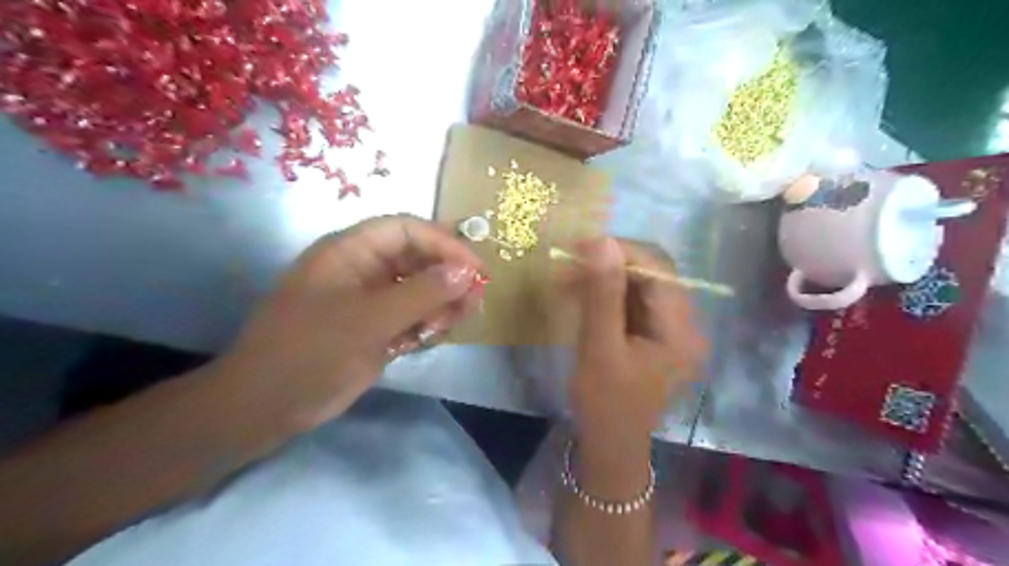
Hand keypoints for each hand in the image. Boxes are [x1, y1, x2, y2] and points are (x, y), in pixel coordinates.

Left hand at [211, 216, 483, 431]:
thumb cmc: (312, 352)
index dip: (444, 243)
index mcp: (351, 252)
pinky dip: (429, 322)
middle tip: (475, 298)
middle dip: (448, 276)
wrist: (268, 407)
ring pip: (420, 289)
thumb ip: (422, 294)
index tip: (475, 269)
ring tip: (461, 317)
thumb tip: (467, 272)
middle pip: (418, 258)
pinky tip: (438, 333)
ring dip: (443, 301)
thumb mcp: (370, 320)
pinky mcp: (377, 328)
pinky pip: (413, 315)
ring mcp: (371, 300)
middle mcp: (364, 270)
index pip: (406, 230)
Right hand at [566, 235, 706, 454]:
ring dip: (604, 278)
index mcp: (680, 329)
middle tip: (569, 263)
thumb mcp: (600, 348)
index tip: (580, 247)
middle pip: (652, 273)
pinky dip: (607, 294)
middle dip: (609, 263)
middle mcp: (685, 323)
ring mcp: (671, 328)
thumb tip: (602, 241)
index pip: (658, 269)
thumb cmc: (605, 404)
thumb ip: (603, 294)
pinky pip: (633, 301)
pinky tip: (580, 294)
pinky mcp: (655, 334)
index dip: (621, 251)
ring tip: (567, 278)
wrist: (611, 445)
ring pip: (640, 285)